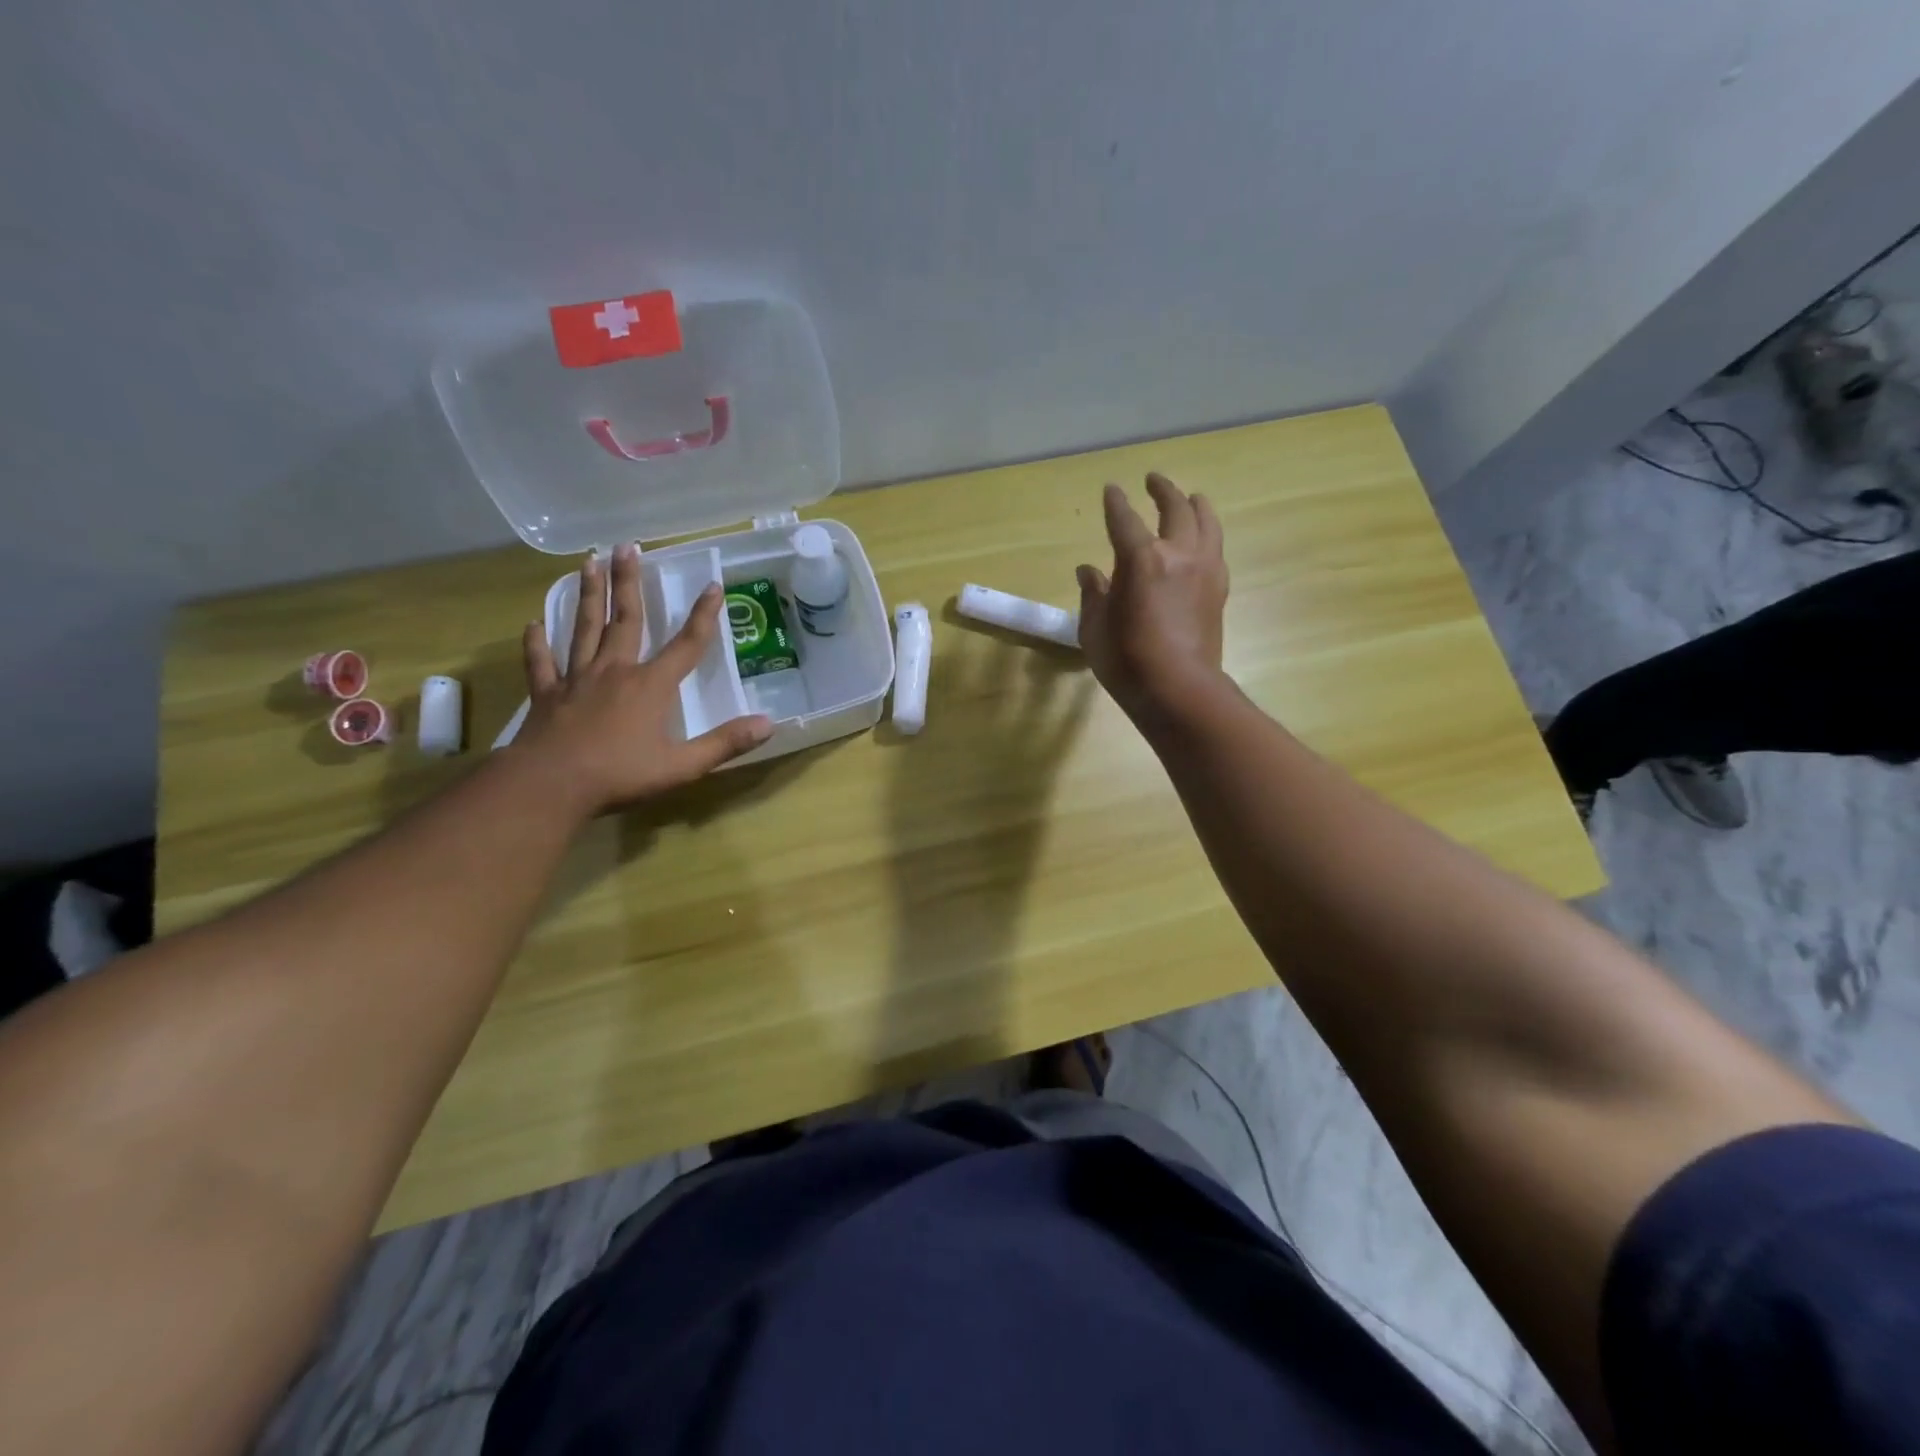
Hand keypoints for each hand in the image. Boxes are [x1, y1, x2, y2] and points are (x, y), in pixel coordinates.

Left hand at [510, 543, 772, 816]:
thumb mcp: (682, 766)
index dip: (703, 615)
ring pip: (584, 629)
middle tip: (626, 547)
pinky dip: (536, 643)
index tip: (712, 585)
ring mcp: (576, 680)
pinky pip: (541, 663)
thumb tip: (768, 724)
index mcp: (650, 686)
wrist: (550, 786)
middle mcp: (615, 671)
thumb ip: (725, 743)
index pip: (686, 644)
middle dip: (628, 582)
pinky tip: (533, 625)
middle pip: (626, 619)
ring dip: (588, 596)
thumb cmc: (620, 775)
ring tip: (588, 563)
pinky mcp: (546, 695)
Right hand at [1076, 474, 1228, 720]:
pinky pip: (1216, 550)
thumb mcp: (1094, 628)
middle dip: (1163, 490)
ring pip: (1207, 523)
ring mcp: (1204, 570)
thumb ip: (1093, 594)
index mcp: (1141, 559)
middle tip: (1153, 480)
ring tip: (1192, 497)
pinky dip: (1208, 536)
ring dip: (1197, 505)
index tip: (1111, 489)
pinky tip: (1204, 542)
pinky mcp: (1219, 590)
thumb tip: (1089, 571)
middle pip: (1175, 508)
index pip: (1124, 520)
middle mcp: (1178, 554)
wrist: (1179, 690)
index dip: (1115, 503)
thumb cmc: (1127, 660)